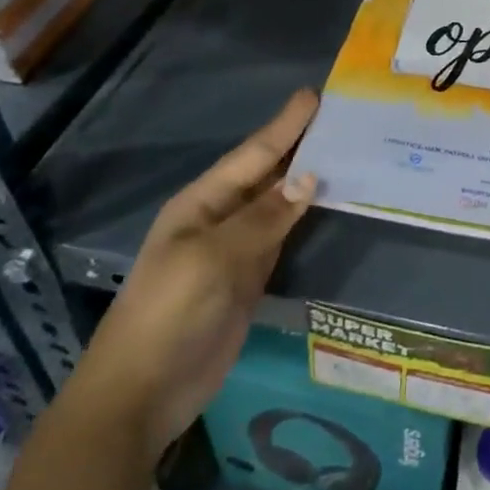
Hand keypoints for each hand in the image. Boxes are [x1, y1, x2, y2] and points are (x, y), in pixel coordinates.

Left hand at [63, 90, 320, 457]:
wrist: (141, 394)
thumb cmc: (169, 313)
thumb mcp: (213, 259)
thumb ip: (264, 217)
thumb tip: (310, 177)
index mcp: (202, 202)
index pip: (253, 154)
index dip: (284, 125)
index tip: (314, 95)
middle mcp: (221, 217)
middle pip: (269, 173)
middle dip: (301, 144)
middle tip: (343, 118)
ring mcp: (237, 248)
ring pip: (281, 202)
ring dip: (310, 178)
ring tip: (347, 151)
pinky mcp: (251, 277)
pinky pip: (284, 234)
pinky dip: (307, 215)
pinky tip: (330, 201)